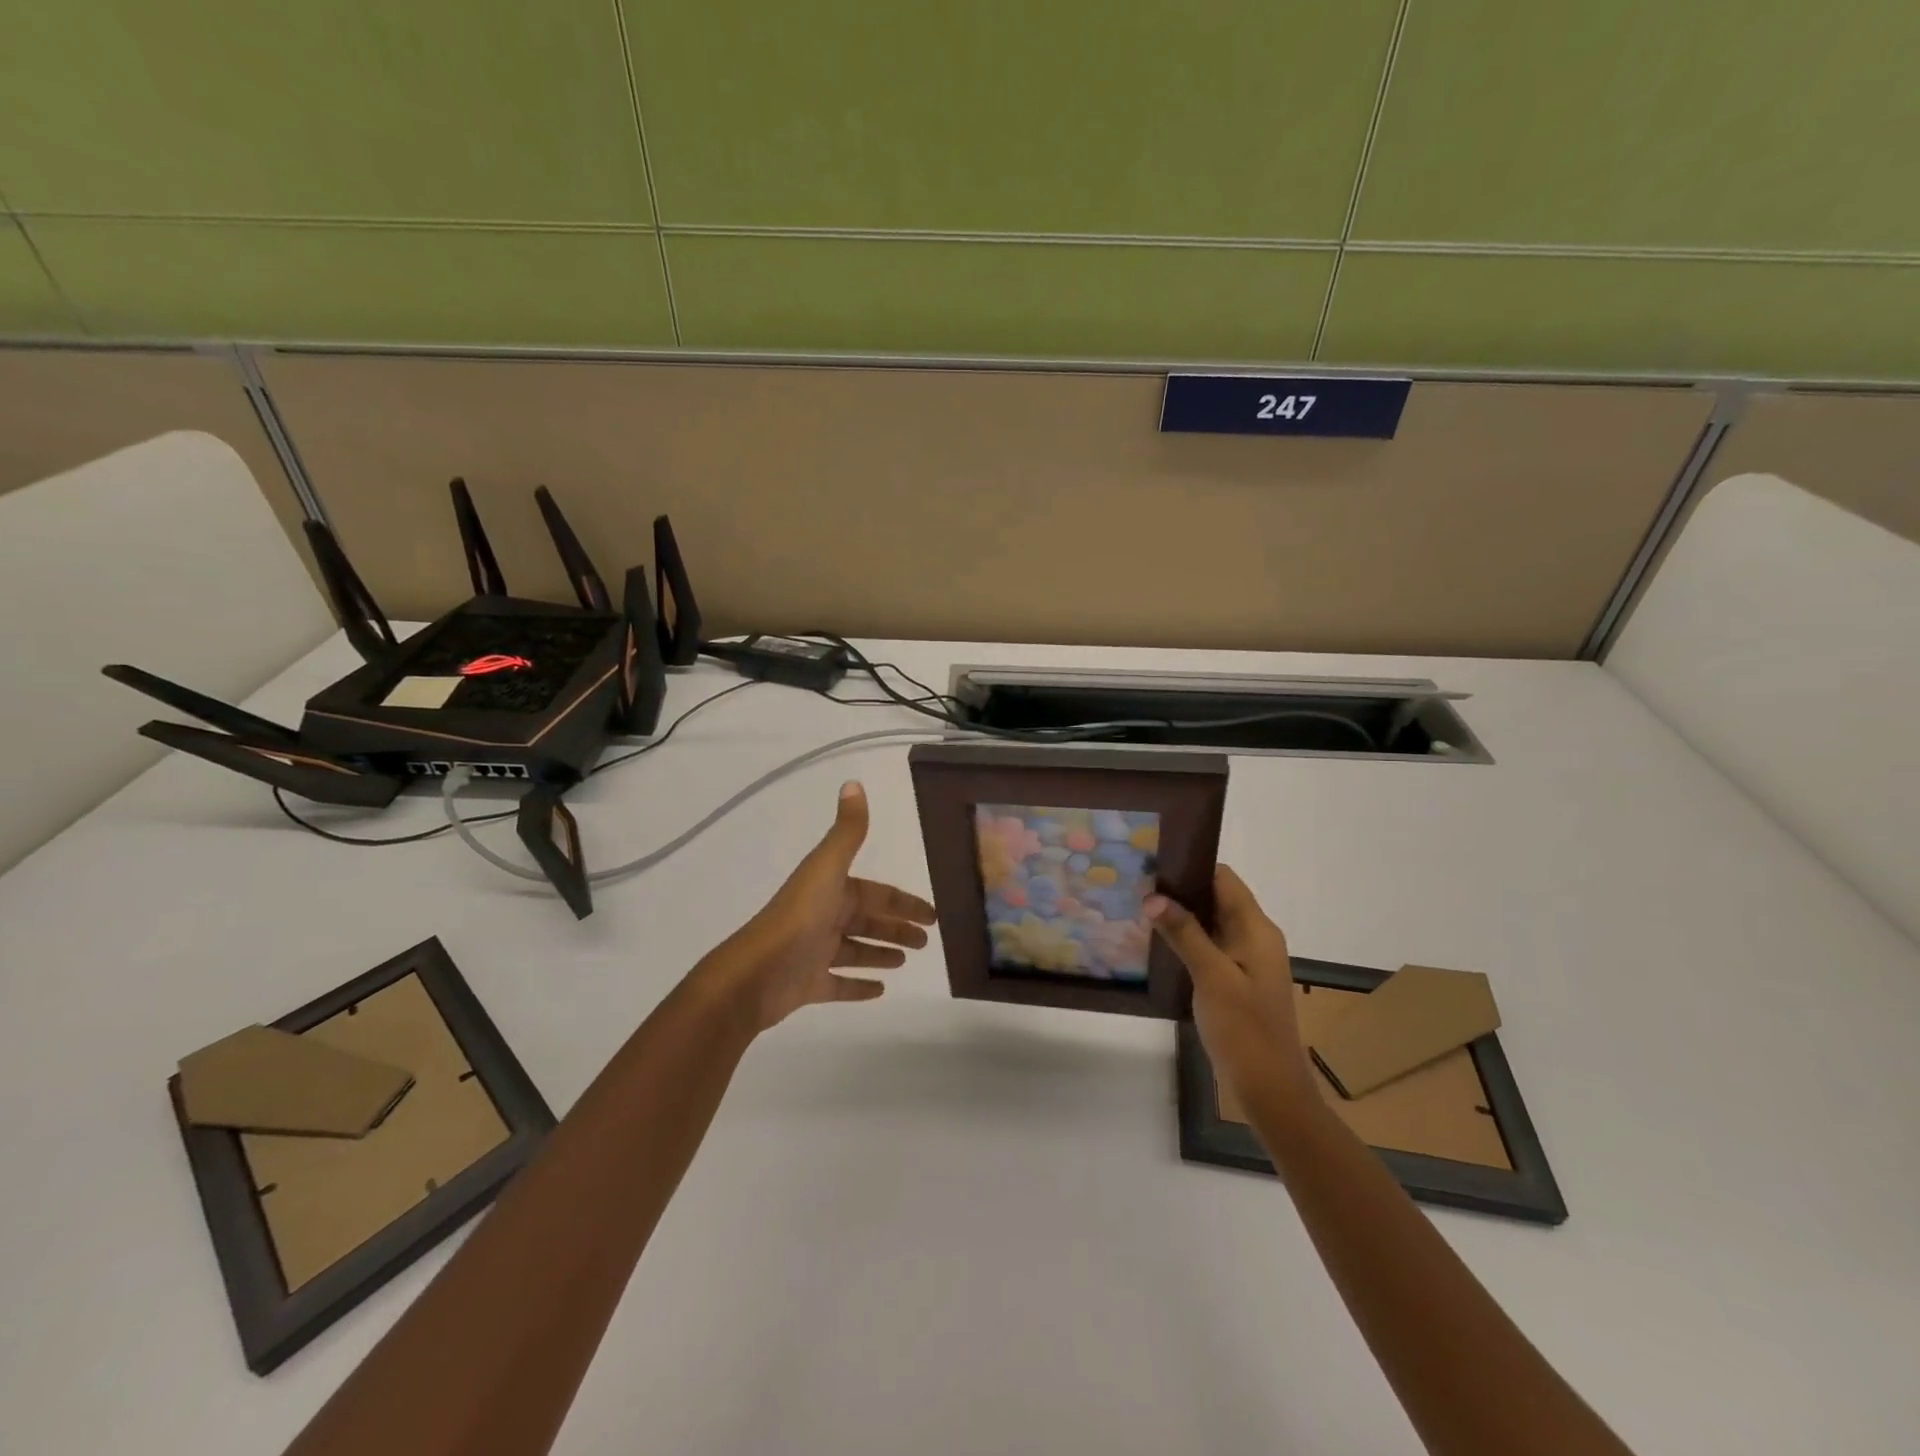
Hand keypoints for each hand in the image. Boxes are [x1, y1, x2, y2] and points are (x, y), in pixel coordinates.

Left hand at [701, 781, 935, 1031]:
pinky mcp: (808, 985)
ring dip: (880, 953)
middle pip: (868, 921)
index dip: (903, 902)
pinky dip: (859, 986)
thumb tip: (854, 782)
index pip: (875, 893)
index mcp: (832, 890)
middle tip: (925, 941)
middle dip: (897, 927)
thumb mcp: (828, 868)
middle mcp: (824, 917)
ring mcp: (815, 953)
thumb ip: (847, 831)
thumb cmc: (798, 918)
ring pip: (856, 951)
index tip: (931, 914)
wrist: (755, 973)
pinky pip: (840, 984)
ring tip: (905, 961)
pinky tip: (881, 991)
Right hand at [1146, 865, 1315, 1112]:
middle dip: (1179, 890)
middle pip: (1216, 897)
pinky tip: (1157, 944)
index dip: (1190, 866)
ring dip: (1181, 915)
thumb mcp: (1212, 977)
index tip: (1152, 864)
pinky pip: (1210, 946)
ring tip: (1139, 909)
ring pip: (1211, 922)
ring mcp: (1247, 960)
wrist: (1270, 1090)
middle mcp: (1255, 937)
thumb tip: (1153, 896)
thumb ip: (1184, 933)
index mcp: (1257, 929)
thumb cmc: (1245, 1030)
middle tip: (1136, 886)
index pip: (1223, 878)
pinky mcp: (1236, 980)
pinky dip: (1186, 939)